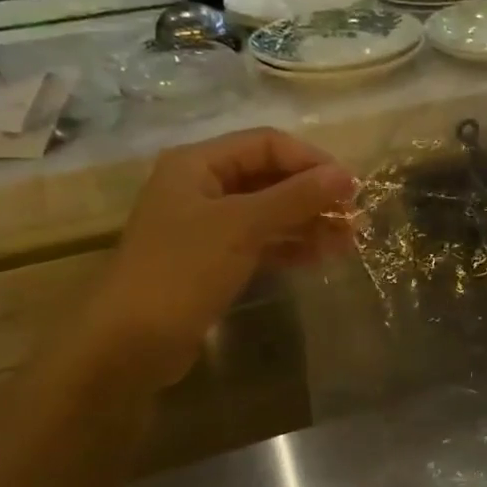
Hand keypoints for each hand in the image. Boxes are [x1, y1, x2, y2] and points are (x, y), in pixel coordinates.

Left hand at [84, 128, 353, 384]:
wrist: (130, 342)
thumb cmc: (182, 271)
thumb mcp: (242, 226)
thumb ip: (295, 197)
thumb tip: (346, 175)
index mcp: (198, 164)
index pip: (267, 144)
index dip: (311, 161)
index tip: (351, 188)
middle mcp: (203, 187)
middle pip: (270, 177)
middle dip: (313, 195)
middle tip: (355, 219)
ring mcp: (208, 226)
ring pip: (269, 212)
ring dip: (309, 222)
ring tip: (349, 241)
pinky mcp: (215, 260)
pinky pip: (262, 242)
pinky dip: (291, 245)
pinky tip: (322, 257)